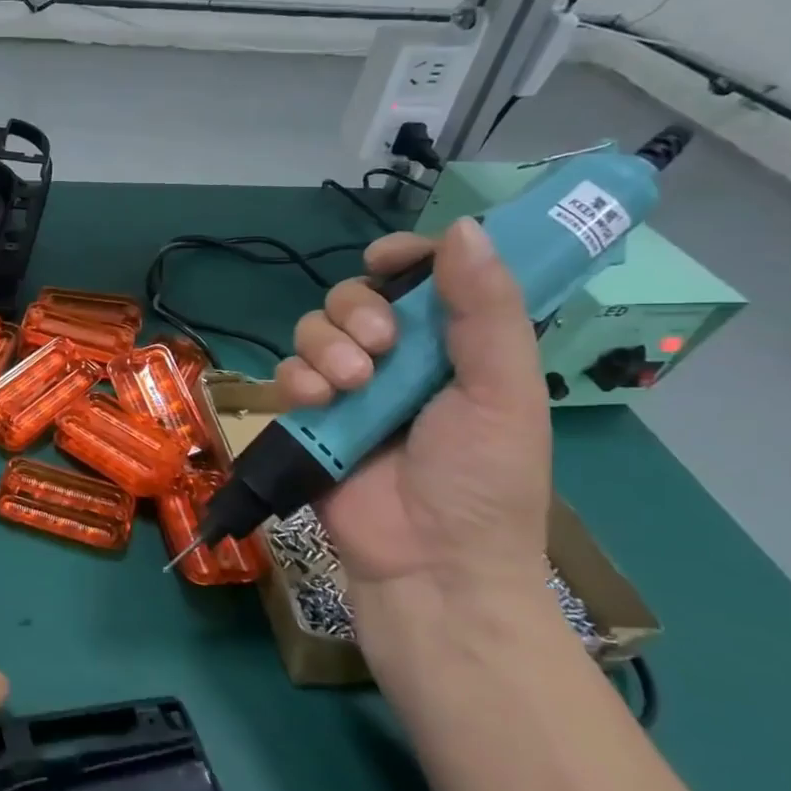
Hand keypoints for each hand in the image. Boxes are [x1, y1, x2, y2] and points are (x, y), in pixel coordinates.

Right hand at [271, 219, 550, 604]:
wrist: (430, 564)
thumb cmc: (483, 481)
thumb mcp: (504, 390)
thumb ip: (487, 310)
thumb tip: (464, 226)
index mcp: (454, 348)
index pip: (422, 279)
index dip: (402, 259)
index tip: (386, 261)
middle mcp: (398, 361)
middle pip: (354, 297)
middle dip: (358, 313)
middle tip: (380, 350)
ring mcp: (348, 390)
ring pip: (313, 330)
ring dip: (326, 348)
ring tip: (351, 386)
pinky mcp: (309, 418)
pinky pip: (286, 372)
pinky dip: (297, 379)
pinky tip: (318, 403)